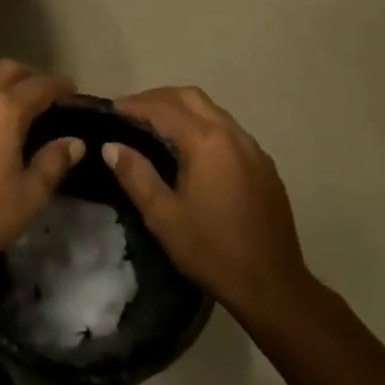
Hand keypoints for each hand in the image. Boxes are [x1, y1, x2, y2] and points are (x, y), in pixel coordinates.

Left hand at [0, 61, 81, 273]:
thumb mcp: (29, 197)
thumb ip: (53, 163)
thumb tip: (74, 142)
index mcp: (4, 111)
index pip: (39, 86)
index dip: (58, 85)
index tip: (69, 88)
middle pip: (4, 69)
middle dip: (26, 74)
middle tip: (38, 87)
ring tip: (1, 89)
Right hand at [106, 87, 314, 319]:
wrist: (273, 287)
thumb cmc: (212, 251)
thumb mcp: (163, 217)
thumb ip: (135, 175)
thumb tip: (111, 145)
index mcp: (206, 142)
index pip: (163, 108)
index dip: (134, 105)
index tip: (111, 109)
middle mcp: (233, 135)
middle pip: (190, 97)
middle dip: (158, 98)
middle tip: (132, 112)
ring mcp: (253, 149)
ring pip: (212, 110)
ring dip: (182, 108)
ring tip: (156, 125)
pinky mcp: (264, 165)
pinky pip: (228, 130)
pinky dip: (203, 125)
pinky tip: (192, 150)